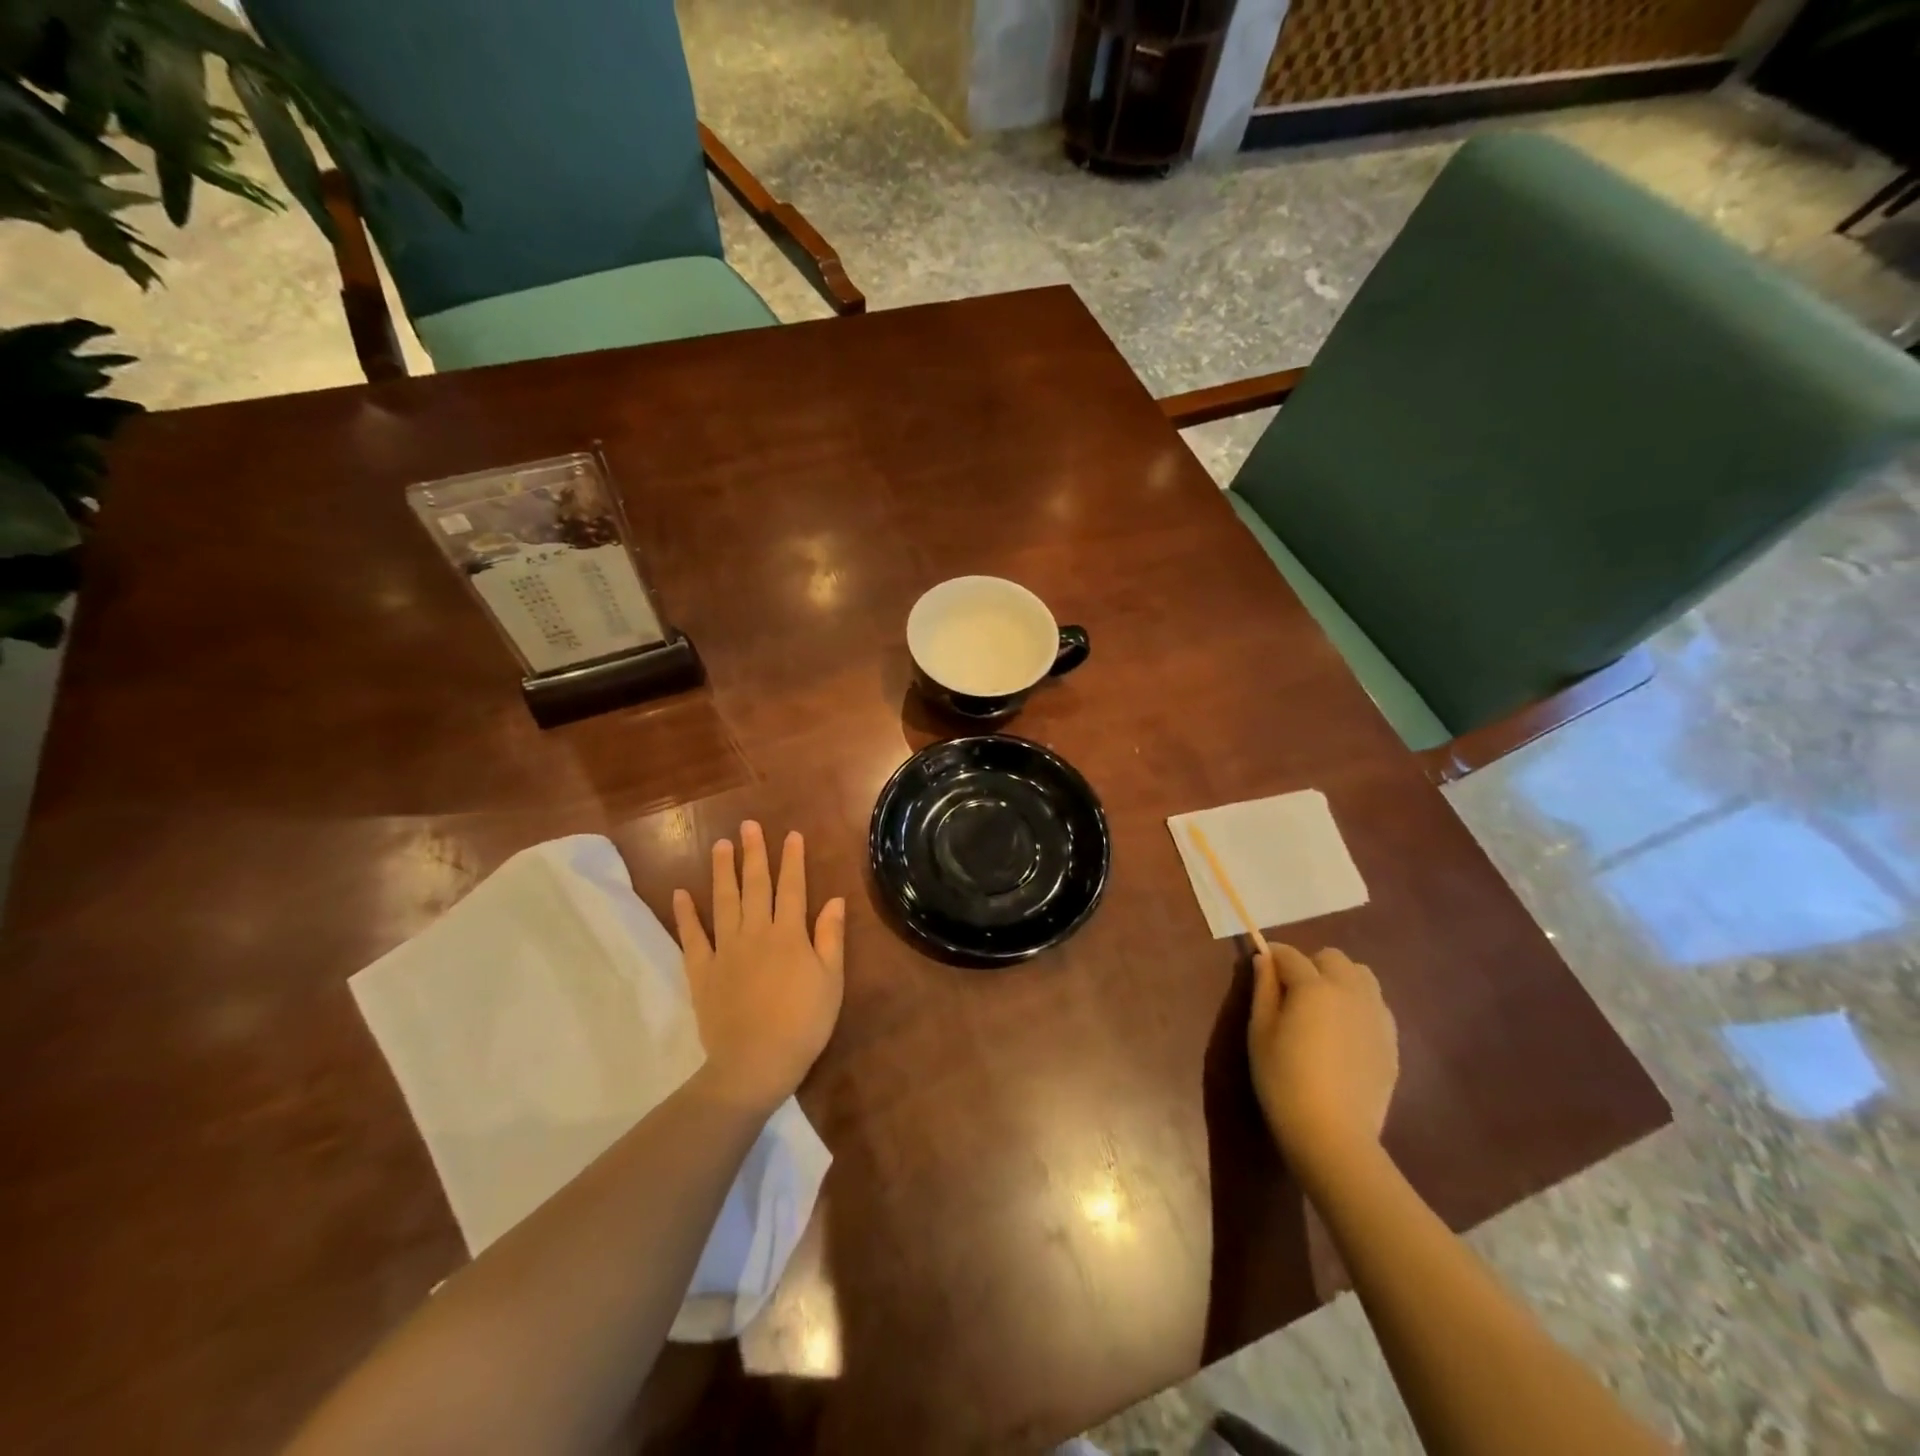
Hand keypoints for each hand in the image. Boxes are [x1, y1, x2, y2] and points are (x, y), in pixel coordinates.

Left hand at [672, 821, 846, 1114]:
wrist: (756, 1062)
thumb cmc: (803, 1023)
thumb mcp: (831, 981)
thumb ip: (830, 938)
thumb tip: (836, 900)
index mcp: (789, 934)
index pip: (792, 888)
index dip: (792, 860)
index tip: (791, 835)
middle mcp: (756, 932)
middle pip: (756, 886)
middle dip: (754, 854)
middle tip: (749, 825)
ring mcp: (725, 950)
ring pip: (724, 901)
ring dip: (723, 871)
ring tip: (721, 845)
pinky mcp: (702, 971)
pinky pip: (692, 937)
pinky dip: (686, 914)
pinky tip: (681, 893)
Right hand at [1248, 944, 1398, 1174]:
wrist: (1334, 1135)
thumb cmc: (1284, 1080)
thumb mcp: (1260, 1032)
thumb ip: (1263, 990)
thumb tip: (1264, 959)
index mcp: (1314, 987)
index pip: (1290, 955)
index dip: (1273, 957)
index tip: (1262, 969)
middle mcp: (1351, 991)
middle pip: (1332, 958)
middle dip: (1310, 965)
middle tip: (1293, 995)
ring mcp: (1377, 1016)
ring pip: (1362, 976)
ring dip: (1340, 980)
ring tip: (1324, 1010)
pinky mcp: (1392, 1041)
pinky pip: (1377, 1006)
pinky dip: (1359, 1006)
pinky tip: (1345, 1035)